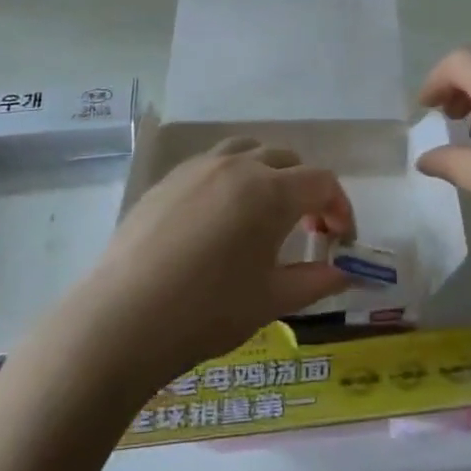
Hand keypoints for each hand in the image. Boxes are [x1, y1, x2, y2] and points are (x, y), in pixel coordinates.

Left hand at [69, 139, 354, 392]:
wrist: (123, 319)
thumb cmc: (207, 312)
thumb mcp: (271, 301)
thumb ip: (316, 280)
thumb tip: (347, 272)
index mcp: (270, 191)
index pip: (322, 182)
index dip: (340, 208)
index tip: (340, 240)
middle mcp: (238, 166)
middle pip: (287, 160)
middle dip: (306, 189)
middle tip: (305, 229)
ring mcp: (198, 167)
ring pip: (248, 151)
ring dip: (268, 174)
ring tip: (263, 214)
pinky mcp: (168, 179)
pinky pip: (213, 163)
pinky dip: (232, 178)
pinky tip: (219, 219)